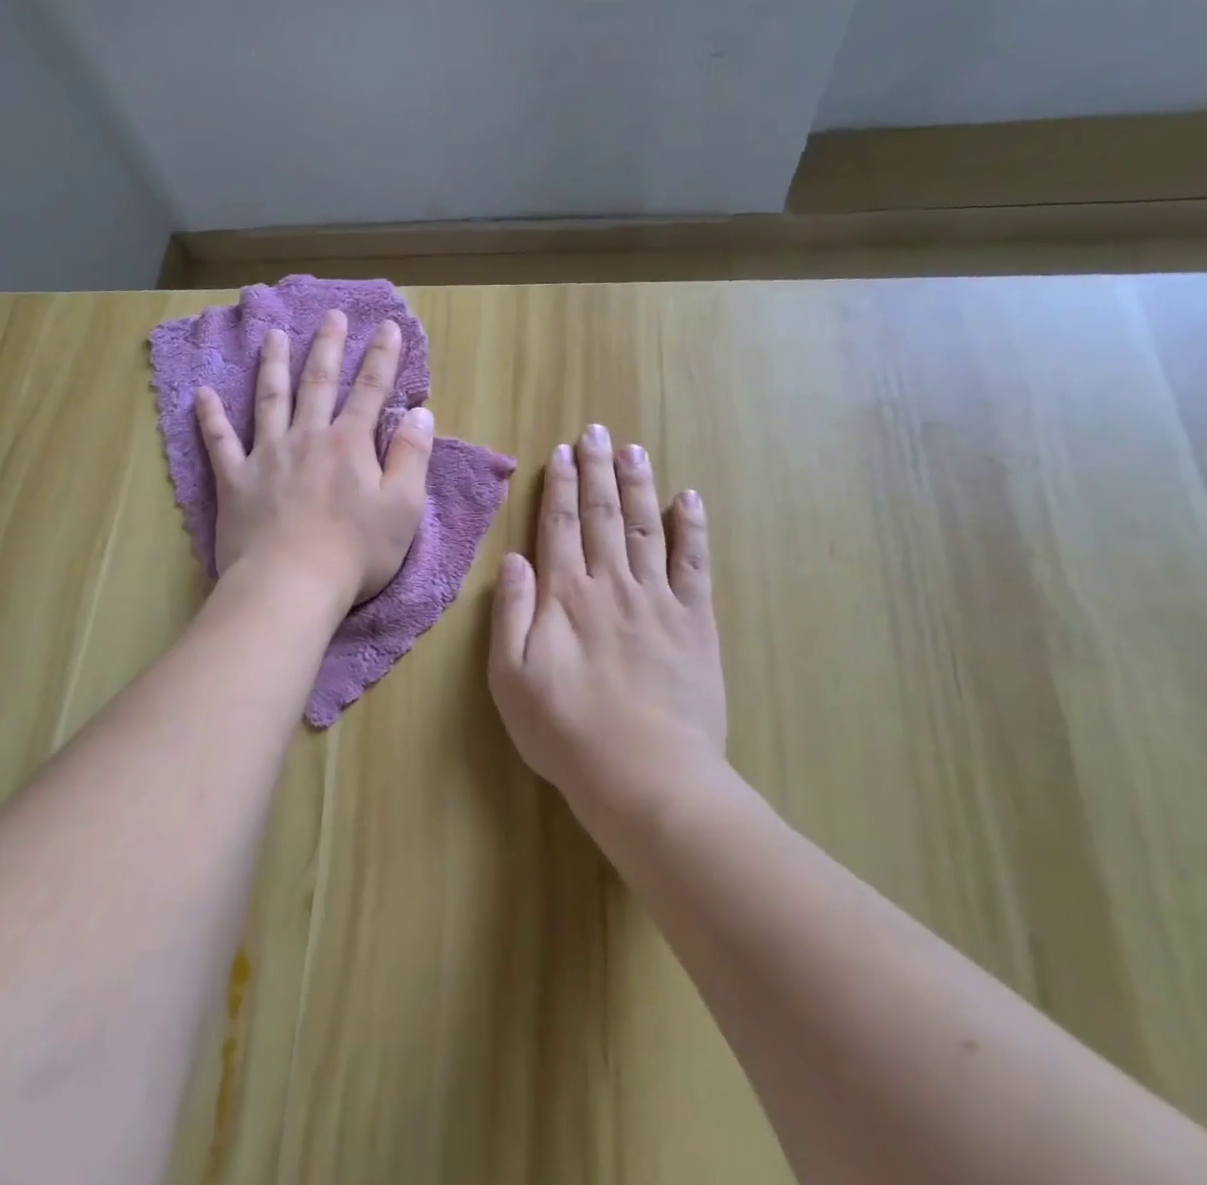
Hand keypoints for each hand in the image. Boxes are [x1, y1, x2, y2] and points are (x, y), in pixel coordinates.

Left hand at [195, 309, 433, 612]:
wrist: (291, 585)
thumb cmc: (355, 551)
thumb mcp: (403, 506)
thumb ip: (412, 455)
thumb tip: (421, 412)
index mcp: (349, 443)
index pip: (371, 390)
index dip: (383, 357)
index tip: (389, 327)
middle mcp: (307, 437)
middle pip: (318, 383)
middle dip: (328, 347)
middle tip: (331, 316)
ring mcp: (267, 456)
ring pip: (269, 399)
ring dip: (273, 365)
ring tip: (274, 336)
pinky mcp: (235, 480)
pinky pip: (219, 442)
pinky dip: (210, 418)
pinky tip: (202, 395)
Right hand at [488, 425, 726, 816]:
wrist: (647, 775)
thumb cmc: (567, 731)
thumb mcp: (511, 679)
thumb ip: (511, 613)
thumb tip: (514, 558)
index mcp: (566, 595)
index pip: (559, 525)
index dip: (558, 486)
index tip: (561, 452)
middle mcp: (611, 583)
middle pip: (602, 514)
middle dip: (597, 470)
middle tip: (597, 431)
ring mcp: (658, 599)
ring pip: (647, 526)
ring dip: (639, 484)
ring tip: (634, 450)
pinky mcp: (694, 621)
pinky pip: (694, 563)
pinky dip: (693, 527)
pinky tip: (689, 498)